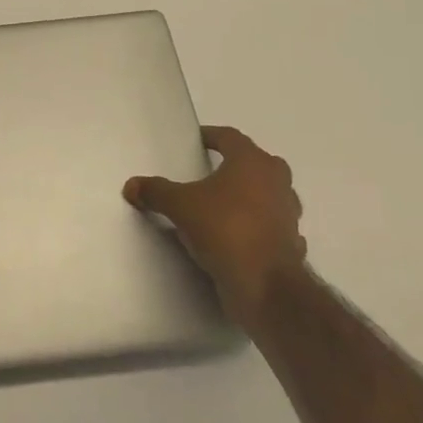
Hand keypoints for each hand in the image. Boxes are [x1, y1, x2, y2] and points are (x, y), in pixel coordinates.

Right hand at [123, 125, 306, 325]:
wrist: (266, 286)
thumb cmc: (225, 229)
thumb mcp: (180, 206)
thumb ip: (156, 191)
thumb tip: (131, 185)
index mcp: (252, 162)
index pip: (230, 137)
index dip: (212, 136)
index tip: (197, 140)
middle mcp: (277, 182)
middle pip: (256, 163)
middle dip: (235, 165)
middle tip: (211, 172)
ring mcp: (288, 214)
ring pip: (269, 195)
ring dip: (250, 196)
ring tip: (222, 206)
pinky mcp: (291, 243)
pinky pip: (272, 226)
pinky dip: (258, 227)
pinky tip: (240, 237)